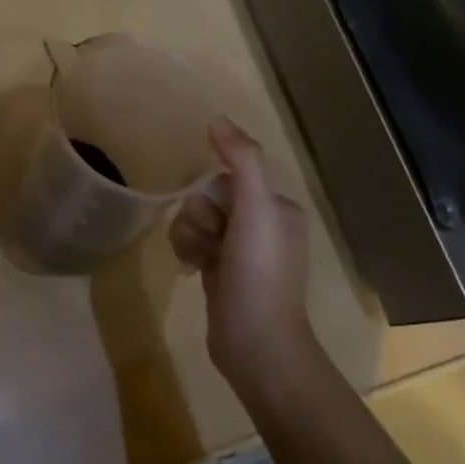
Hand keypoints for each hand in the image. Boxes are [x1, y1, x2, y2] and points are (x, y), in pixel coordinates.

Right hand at [169, 118, 316, 409]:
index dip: (213, 195)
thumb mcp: (256, 210)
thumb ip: (241, 160)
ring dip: (189, 235)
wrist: (255, 344)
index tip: (222, 220)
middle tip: (212, 244)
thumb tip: (217, 119)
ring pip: (194, 219)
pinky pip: (191, 241)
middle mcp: (262, 225)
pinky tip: (193, 269)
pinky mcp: (221, 270)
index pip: (227, 178)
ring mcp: (240, 250)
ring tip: (200, 260)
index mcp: (277, 208)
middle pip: (207, 197)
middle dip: (198, 217)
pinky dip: (187, 250)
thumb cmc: (259, 273)